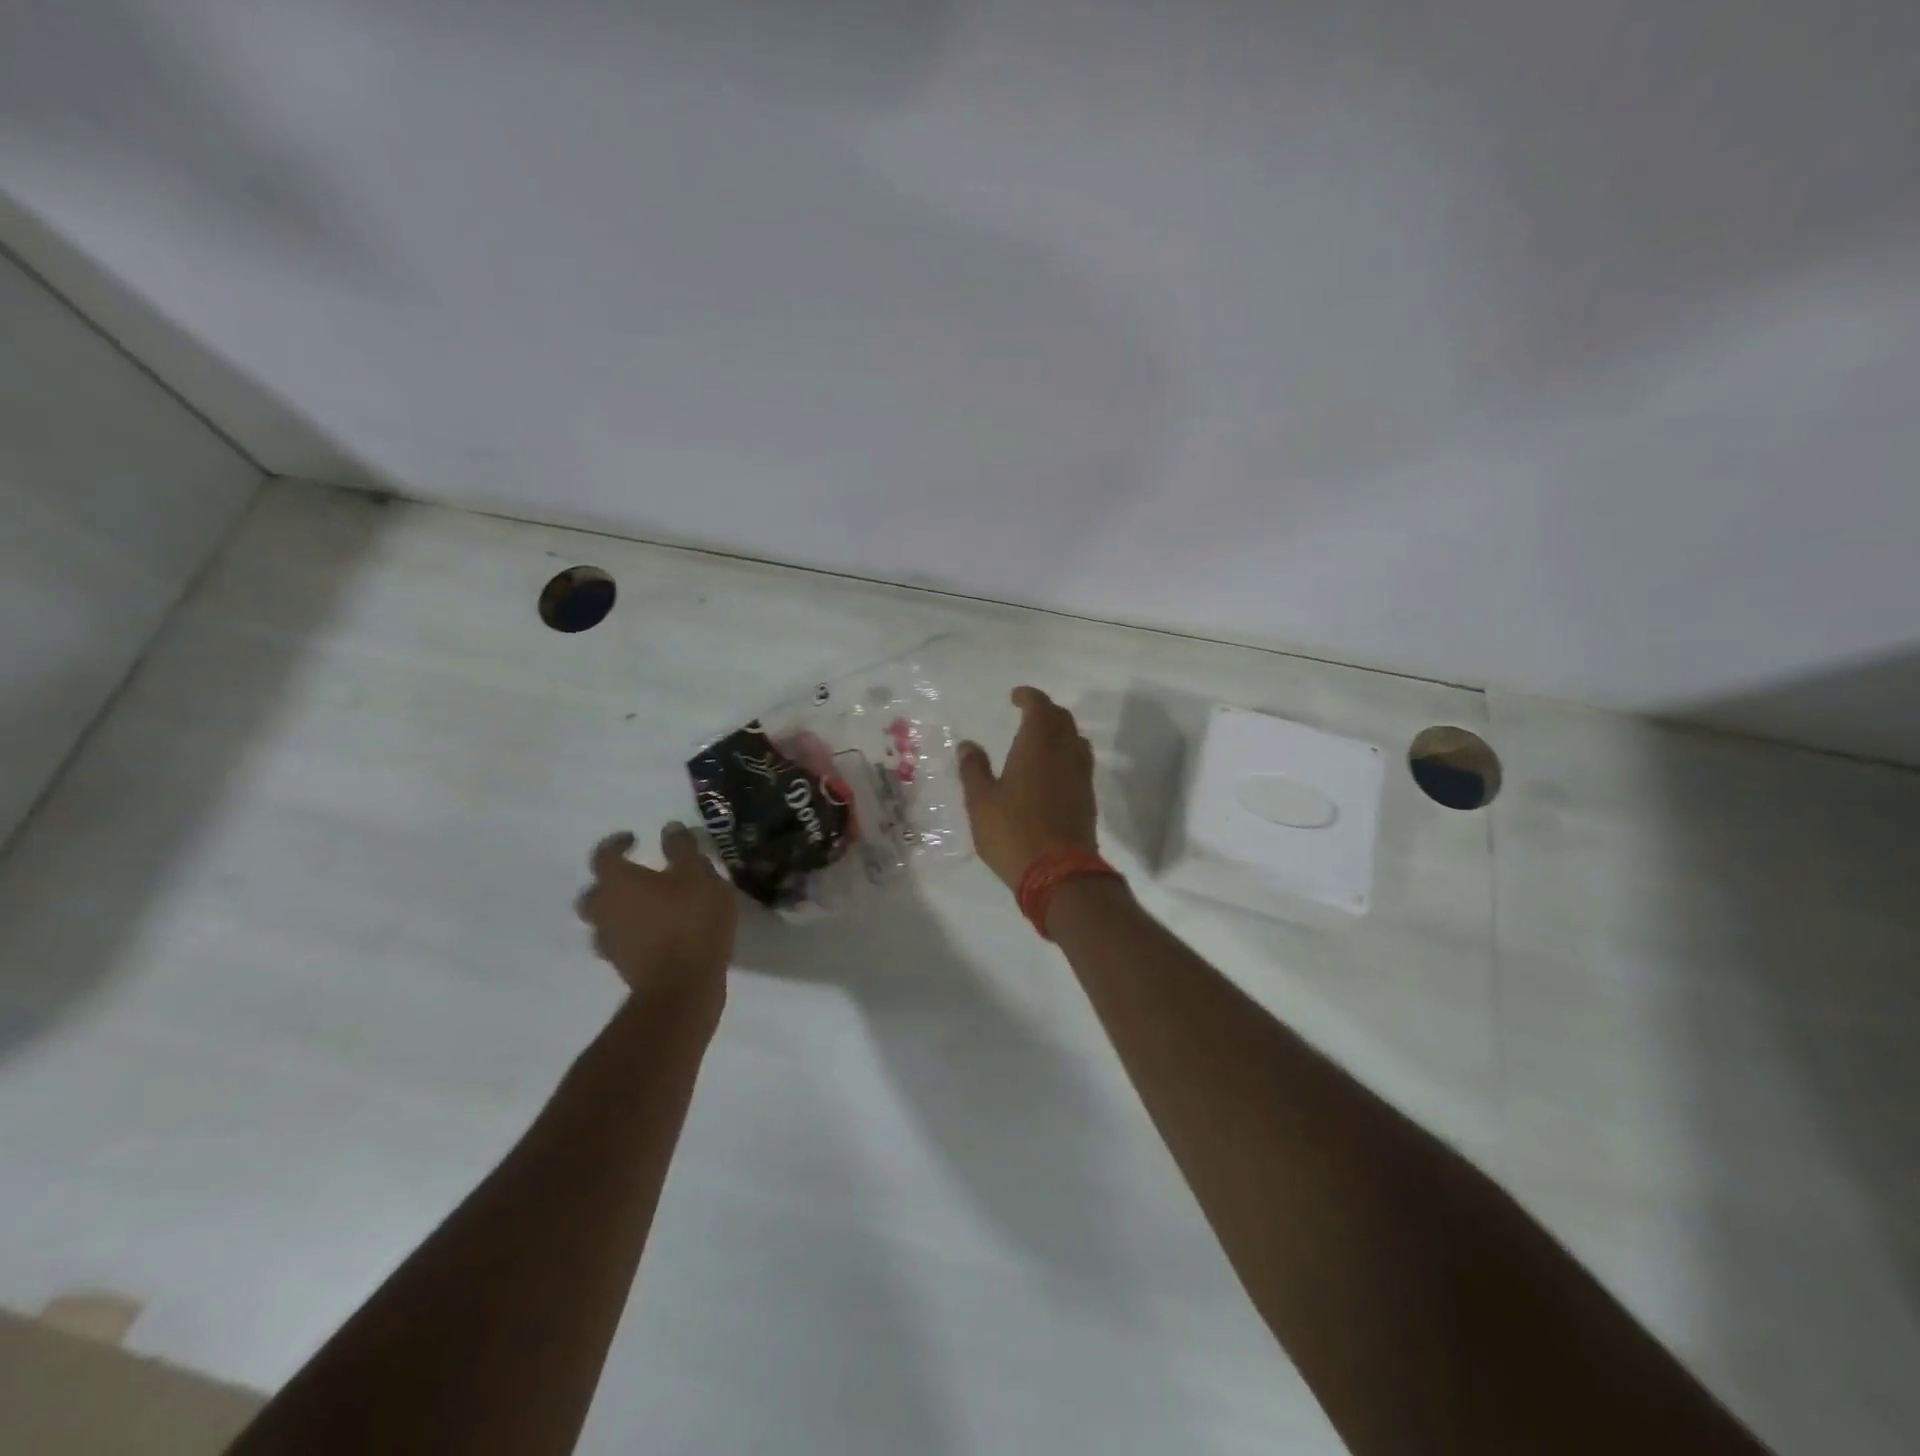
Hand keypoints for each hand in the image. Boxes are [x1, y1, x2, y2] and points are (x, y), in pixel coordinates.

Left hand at [575, 824, 736, 996]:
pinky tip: (654, 932)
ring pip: (603, 919)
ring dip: (619, 909)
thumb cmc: (691, 921)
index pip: (603, 854)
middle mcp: (604, 909)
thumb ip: (683, 849)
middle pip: (594, 891)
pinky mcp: (621, 965)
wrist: (683, 986)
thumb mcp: (699, 875)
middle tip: (637, 875)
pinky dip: (631, 933)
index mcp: (618, 881)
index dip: (616, 843)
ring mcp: (609, 940)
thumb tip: (668, 829)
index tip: (634, 839)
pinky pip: (619, 941)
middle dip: (612, 880)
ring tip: (648, 906)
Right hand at [957, 686, 1098, 889]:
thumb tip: (968, 745)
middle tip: (1027, 713)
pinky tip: (1052, 770)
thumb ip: (974, 769)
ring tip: (1041, 739)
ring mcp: (1081, 776)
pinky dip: (1066, 754)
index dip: (1029, 697)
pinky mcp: (1087, 798)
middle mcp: (1064, 754)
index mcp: (1037, 746)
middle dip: (1045, 711)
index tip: (1016, 697)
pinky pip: (1080, 762)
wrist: (1059, 873)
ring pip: (1075, 740)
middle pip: (1062, 719)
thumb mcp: (981, 801)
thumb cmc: (1013, 831)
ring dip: (1060, 731)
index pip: (1040, 707)